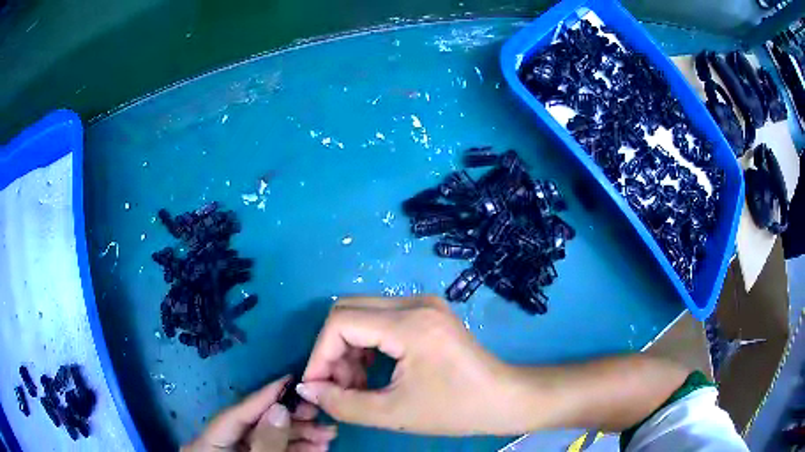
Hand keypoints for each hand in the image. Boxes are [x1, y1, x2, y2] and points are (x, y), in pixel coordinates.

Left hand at [182, 376, 337, 451]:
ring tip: (328, 436)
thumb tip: (280, 408)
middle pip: (254, 426)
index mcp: (206, 445)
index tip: (289, 380)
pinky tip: (317, 449)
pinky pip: (271, 451)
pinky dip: (294, 450)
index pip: (235, 414)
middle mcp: (217, 445)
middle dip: (291, 422)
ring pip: (267, 439)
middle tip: (320, 415)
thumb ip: (266, 442)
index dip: (262, 396)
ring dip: (299, 437)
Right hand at [296, 296, 525, 435]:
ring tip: (356, 385)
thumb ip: (343, 404)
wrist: (505, 399)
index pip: (340, 323)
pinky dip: (367, 345)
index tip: (315, 387)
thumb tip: (306, 391)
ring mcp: (423, 304)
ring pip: (362, 315)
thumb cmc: (456, 410)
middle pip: (348, 312)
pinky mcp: (427, 313)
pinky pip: (381, 320)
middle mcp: (414, 302)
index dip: (319, 355)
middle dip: (332, 351)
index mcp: (409, 323)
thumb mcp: (394, 413)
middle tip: (337, 387)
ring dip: (349, 348)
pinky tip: (372, 372)